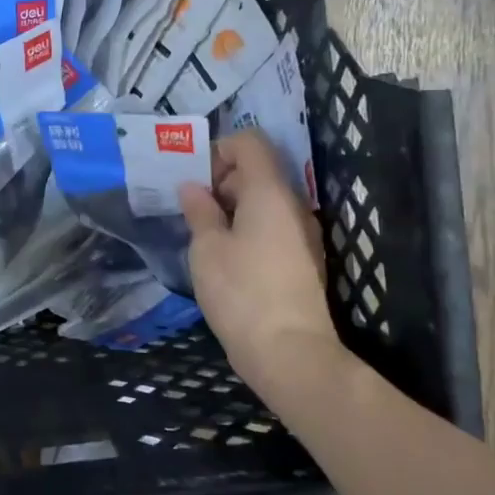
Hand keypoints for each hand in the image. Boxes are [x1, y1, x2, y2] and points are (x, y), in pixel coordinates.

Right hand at [180, 131, 346, 402]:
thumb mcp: (207, 248)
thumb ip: (199, 211)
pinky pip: (273, 226)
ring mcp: (303, 233)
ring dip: (233, 207)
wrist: (289, 352)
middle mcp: (293, 205)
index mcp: (269, 192)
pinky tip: (224, 255)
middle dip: (222, 180)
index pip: (251, 143)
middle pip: (259, 170)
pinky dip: (247, 228)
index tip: (194, 177)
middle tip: (191, 207)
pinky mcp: (303, 259)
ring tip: (203, 233)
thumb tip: (193, 188)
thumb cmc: (241, 291)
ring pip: (266, 201)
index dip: (219, 149)